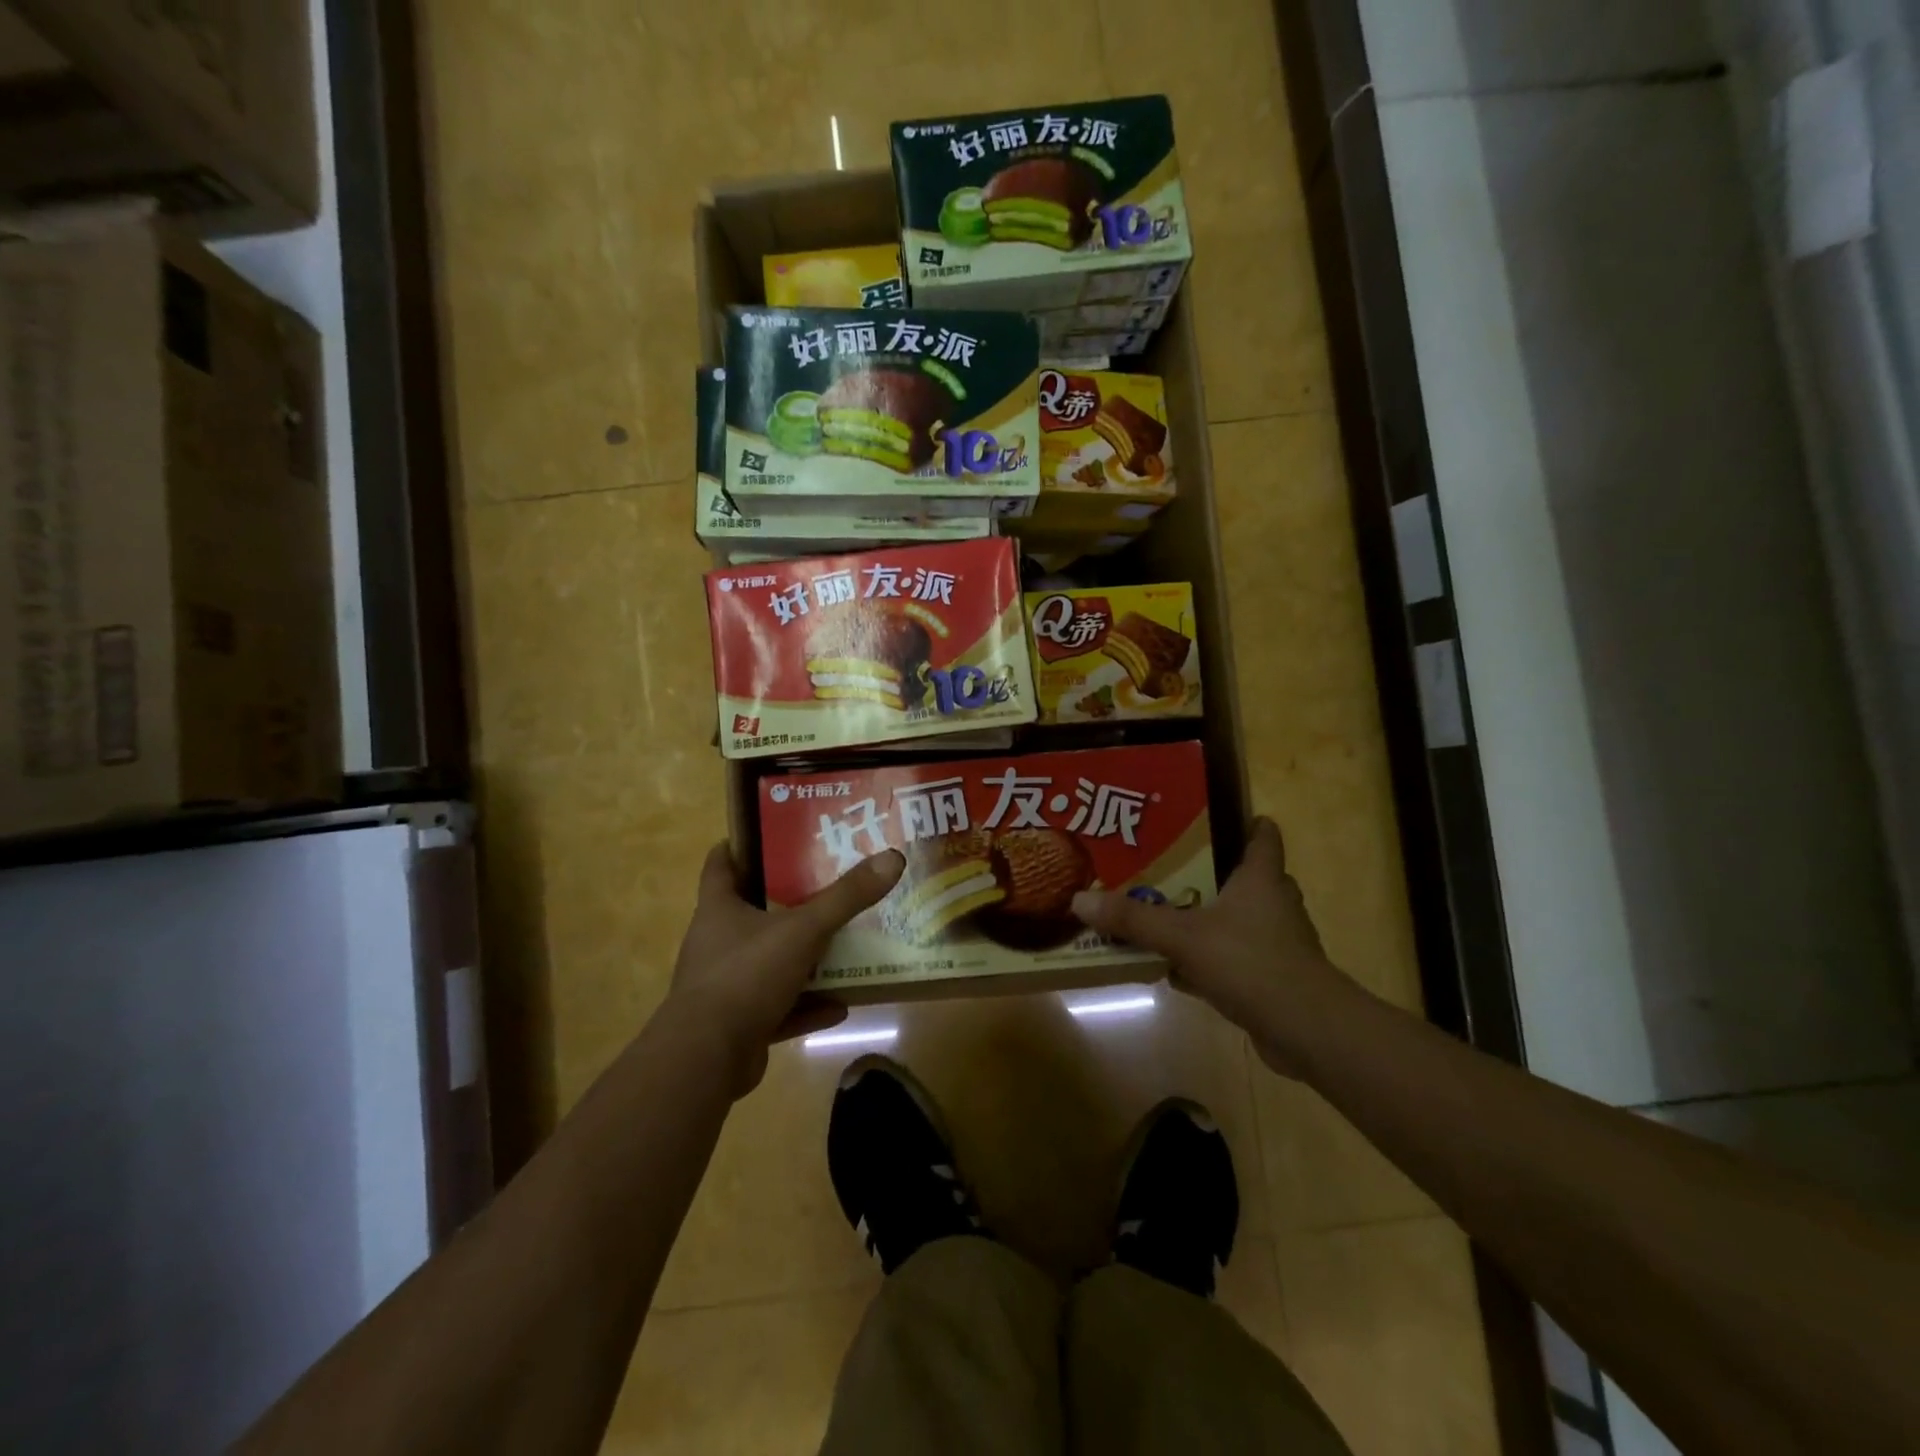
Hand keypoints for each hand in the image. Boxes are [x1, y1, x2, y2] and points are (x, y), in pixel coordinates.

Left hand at [668, 842, 904, 1094]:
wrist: (708, 1057)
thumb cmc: (746, 975)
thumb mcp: (803, 930)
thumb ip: (846, 897)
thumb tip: (892, 858)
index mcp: (719, 909)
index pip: (722, 863)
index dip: (743, 844)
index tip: (776, 833)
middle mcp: (717, 942)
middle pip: (752, 911)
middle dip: (788, 899)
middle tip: (827, 883)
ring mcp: (727, 985)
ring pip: (769, 961)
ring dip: (802, 958)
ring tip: (842, 943)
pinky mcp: (740, 1023)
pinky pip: (780, 1007)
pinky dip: (807, 1005)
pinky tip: (841, 1005)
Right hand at [1071, 817, 1347, 1075]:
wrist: (1306, 1030)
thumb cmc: (1250, 962)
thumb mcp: (1183, 936)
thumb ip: (1133, 920)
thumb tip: (1079, 900)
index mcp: (1261, 879)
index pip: (1262, 836)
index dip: (1244, 822)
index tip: (1213, 815)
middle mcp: (1274, 904)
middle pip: (1247, 877)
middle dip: (1212, 871)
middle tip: (1170, 864)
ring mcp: (1277, 943)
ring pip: (1239, 920)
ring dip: (1208, 919)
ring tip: (1166, 913)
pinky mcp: (1273, 978)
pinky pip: (1234, 958)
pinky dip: (1209, 960)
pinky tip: (1176, 970)